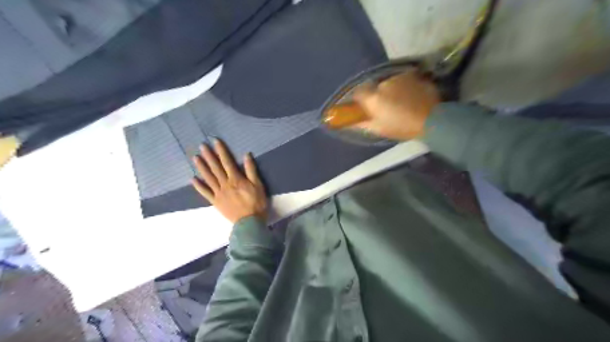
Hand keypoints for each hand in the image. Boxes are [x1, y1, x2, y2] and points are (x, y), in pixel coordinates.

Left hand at [190, 139, 266, 223]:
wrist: (249, 222)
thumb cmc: (256, 203)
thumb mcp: (258, 185)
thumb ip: (251, 170)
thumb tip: (246, 155)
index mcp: (236, 179)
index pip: (227, 162)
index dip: (221, 151)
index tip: (215, 141)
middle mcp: (225, 184)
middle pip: (215, 168)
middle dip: (209, 156)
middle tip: (201, 146)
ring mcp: (218, 193)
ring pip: (208, 178)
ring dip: (202, 167)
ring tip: (195, 158)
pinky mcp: (215, 202)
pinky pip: (205, 193)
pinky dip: (199, 186)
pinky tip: (193, 179)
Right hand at [351, 70, 441, 140]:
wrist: (432, 119)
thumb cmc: (402, 127)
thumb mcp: (379, 129)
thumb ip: (363, 123)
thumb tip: (351, 122)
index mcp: (373, 98)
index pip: (359, 93)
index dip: (361, 100)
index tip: (365, 107)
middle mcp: (383, 84)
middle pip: (376, 88)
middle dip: (379, 96)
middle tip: (387, 108)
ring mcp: (399, 78)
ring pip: (390, 83)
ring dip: (392, 91)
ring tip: (402, 102)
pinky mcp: (413, 76)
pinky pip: (403, 81)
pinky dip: (404, 87)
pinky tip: (411, 97)